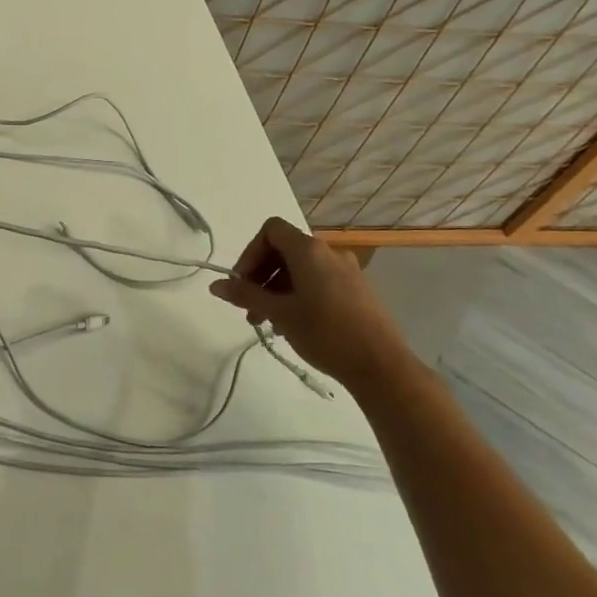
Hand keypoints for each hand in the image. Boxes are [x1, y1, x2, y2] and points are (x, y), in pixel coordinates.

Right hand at [209, 217, 412, 388]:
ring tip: (268, 322)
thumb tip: (215, 285)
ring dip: (277, 289)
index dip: (250, 253)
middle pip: (284, 250)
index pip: (270, 231)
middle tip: (249, 308)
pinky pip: (318, 281)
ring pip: (300, 269)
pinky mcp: (357, 290)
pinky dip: (298, 294)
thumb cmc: (325, 333)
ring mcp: (347, 271)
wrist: (381, 366)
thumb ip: (245, 295)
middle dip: (261, 276)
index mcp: (309, 250)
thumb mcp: (279, 313)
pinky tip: (294, 324)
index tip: (242, 284)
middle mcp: (329, 253)